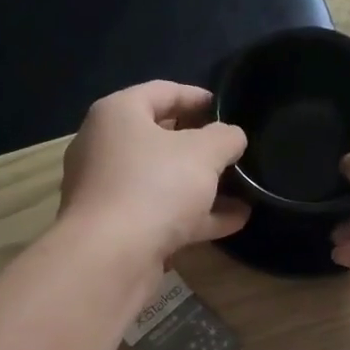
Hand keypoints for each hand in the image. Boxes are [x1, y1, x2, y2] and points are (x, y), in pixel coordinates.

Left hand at [59, 82, 249, 269]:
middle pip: (160, 139)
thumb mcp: (203, 153)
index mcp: (118, 115)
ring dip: (203, 186)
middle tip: (233, 151)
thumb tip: (232, 136)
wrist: (111, 258)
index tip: (228, 108)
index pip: (162, 92)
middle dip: (201, 147)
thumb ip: (224, 138)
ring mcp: (110, 192)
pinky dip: (196, 216)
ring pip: (164, 181)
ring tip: (243, 190)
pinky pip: (163, 214)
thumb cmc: (155, 187)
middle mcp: (106, 148)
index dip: (198, 97)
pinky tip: (234, 221)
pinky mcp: (118, 229)